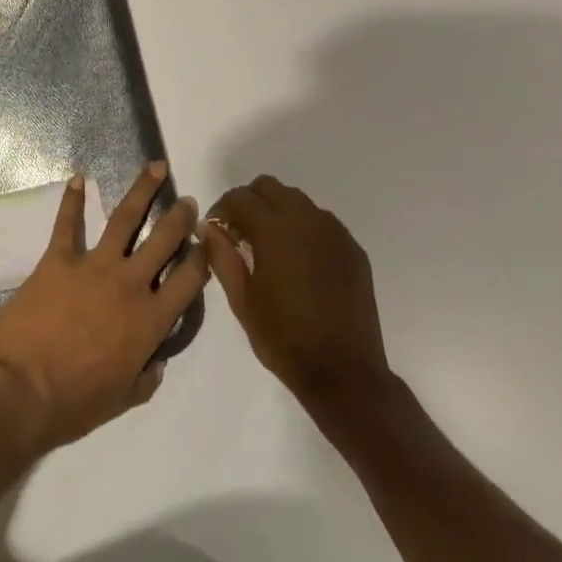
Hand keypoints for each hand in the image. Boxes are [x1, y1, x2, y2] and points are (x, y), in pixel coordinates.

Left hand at [0, 163, 209, 454]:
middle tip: (188, 200)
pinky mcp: (58, 258)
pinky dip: (72, 199)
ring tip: (156, 167)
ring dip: (142, 190)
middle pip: (163, 240)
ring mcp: (93, 266)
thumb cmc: (75, 403)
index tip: (208, 241)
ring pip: (125, 218)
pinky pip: (67, 223)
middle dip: (179, 217)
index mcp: (150, 322)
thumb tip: (157, 358)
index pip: (188, 280)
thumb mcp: (124, 399)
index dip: (202, 258)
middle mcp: (129, 284)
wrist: (23, 390)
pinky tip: (78, 179)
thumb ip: (147, 376)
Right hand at [200, 177, 391, 410]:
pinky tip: (300, 262)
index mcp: (275, 230)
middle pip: (269, 187)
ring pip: (297, 200)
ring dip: (277, 212)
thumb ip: (221, 256)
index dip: (222, 209)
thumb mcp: (242, 301)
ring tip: (271, 248)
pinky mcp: (353, 249)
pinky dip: (304, 229)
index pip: (240, 197)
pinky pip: (322, 222)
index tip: (216, 232)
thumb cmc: (285, 339)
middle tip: (241, 235)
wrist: (345, 375)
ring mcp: (335, 233)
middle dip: (250, 203)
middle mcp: (307, 220)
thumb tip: (208, 228)